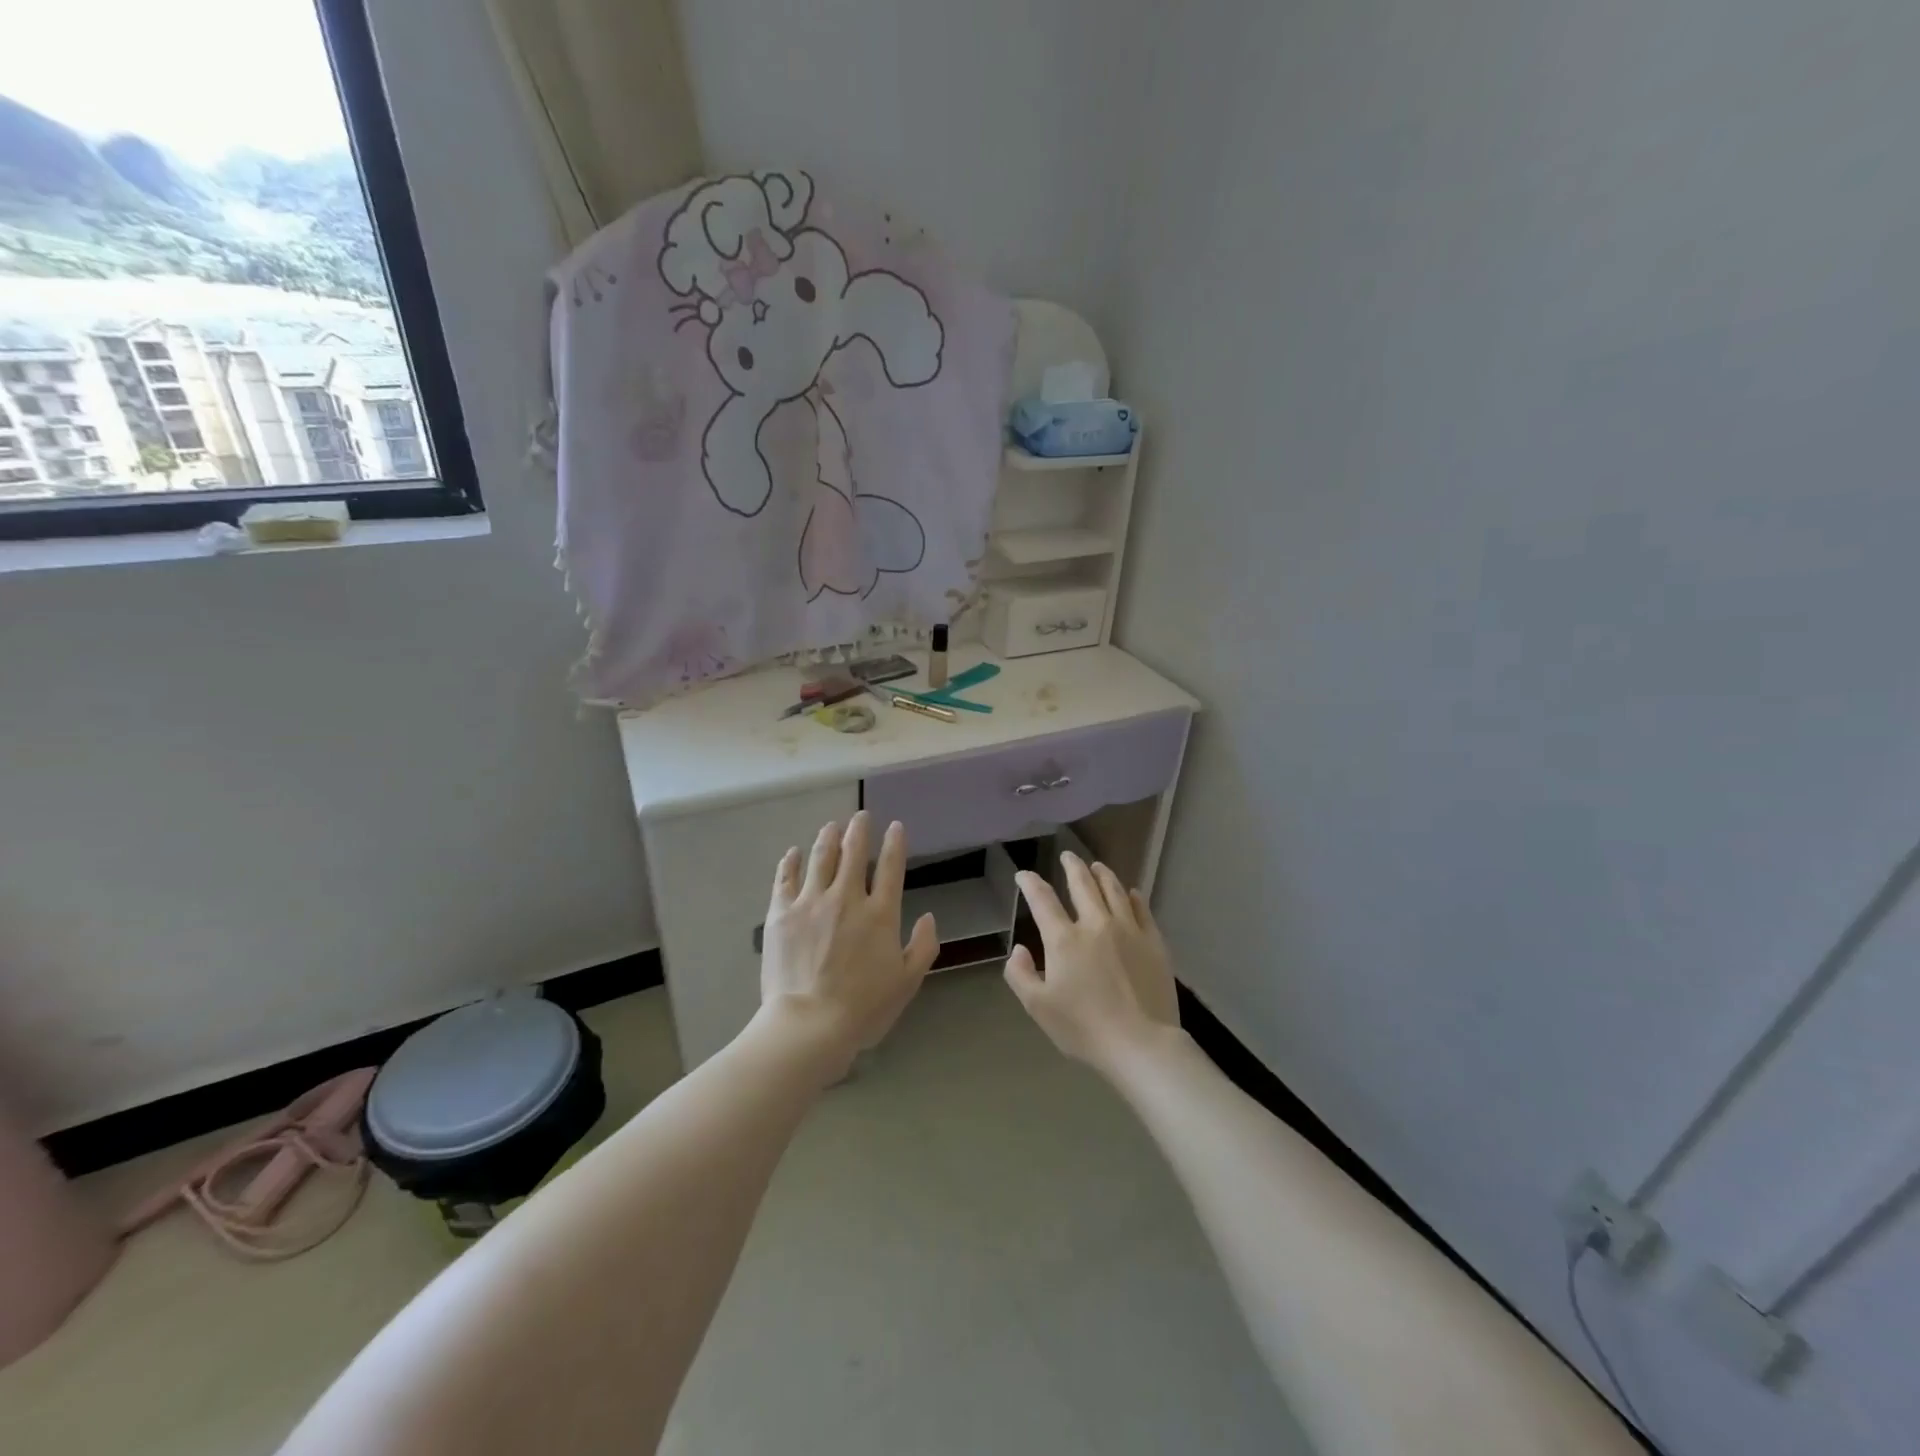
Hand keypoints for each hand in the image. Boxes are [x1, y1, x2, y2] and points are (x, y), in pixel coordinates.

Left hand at [759, 812, 939, 1074]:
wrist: (809, 1024)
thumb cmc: (863, 1008)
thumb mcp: (907, 983)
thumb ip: (923, 947)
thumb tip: (928, 917)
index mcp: (880, 914)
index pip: (890, 867)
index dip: (895, 844)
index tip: (895, 826)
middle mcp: (846, 898)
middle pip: (853, 853)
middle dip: (859, 830)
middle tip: (861, 817)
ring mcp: (811, 902)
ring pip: (820, 858)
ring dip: (828, 838)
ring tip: (831, 826)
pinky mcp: (781, 913)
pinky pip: (786, 878)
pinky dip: (790, 862)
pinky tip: (793, 853)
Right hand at [1005, 852, 1180, 1073]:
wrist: (1141, 1044)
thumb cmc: (1084, 1028)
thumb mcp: (1038, 1008)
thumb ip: (1020, 975)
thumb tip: (1020, 949)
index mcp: (1064, 939)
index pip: (1042, 900)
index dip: (1030, 883)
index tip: (1023, 874)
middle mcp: (1096, 924)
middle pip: (1083, 884)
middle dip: (1072, 866)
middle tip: (1068, 856)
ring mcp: (1129, 930)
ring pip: (1114, 890)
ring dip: (1103, 874)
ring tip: (1098, 866)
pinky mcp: (1154, 942)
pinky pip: (1143, 909)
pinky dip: (1134, 897)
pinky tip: (1132, 893)